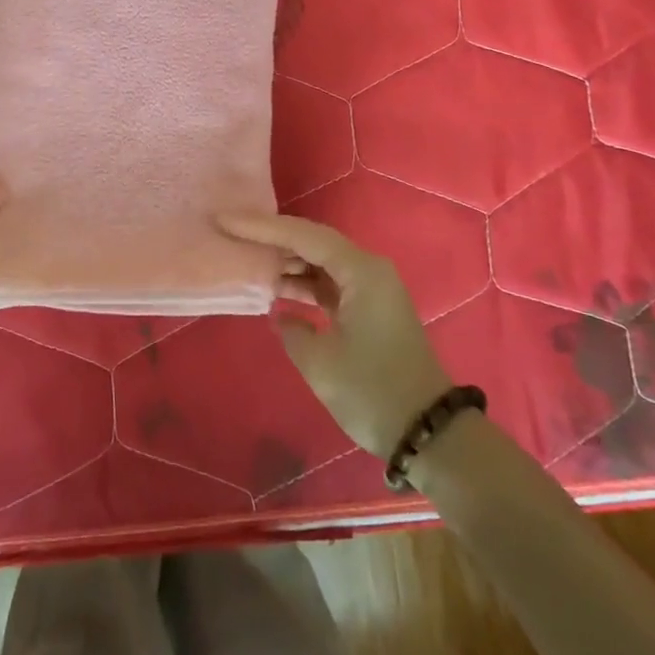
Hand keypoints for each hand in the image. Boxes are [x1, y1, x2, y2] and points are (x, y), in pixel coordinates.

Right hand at [217, 213, 450, 458]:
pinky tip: (277, 290)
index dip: (262, 227)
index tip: (226, 220)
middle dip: (272, 239)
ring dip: (287, 263)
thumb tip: (282, 315)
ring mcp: (372, 289)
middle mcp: (369, 270)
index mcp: (361, 271)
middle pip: (313, 242)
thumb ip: (291, 329)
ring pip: (321, 262)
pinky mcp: (370, 309)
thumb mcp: (320, 362)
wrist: (428, 434)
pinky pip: (330, 282)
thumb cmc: (372, 392)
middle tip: (232, 235)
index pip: (304, 236)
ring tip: (248, 261)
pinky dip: (303, 283)